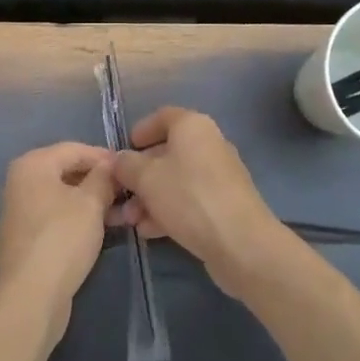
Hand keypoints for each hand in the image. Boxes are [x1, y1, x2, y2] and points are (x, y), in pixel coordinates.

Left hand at [0, 141, 117, 326]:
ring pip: (63, 196)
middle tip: (129, 193)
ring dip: (92, 202)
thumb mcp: (91, 203)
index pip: (75, 149)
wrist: (30, 296)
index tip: (130, 170)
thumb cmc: (62, 238)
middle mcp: (21, 181)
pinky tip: (101, 230)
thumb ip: (103, 178)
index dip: (104, 157)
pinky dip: (78, 218)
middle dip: (99, 181)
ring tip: (122, 214)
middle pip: (67, 171)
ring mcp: (21, 210)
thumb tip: (111, 165)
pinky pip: (56, 216)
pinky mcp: (26, 237)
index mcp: (32, 164)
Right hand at [112, 109, 289, 295]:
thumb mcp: (146, 178)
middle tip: (120, 195)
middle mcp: (209, 144)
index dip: (140, 131)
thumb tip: (118, 160)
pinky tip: (150, 231)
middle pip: (167, 152)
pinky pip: (189, 200)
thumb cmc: (189, 197)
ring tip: (130, 221)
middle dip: (139, 175)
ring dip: (150, 198)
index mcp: (192, 126)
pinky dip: (168, 211)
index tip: (122, 151)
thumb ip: (126, 165)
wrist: (241, 243)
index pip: (162, 117)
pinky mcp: (224, 205)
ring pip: (176, 180)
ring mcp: (219, 176)